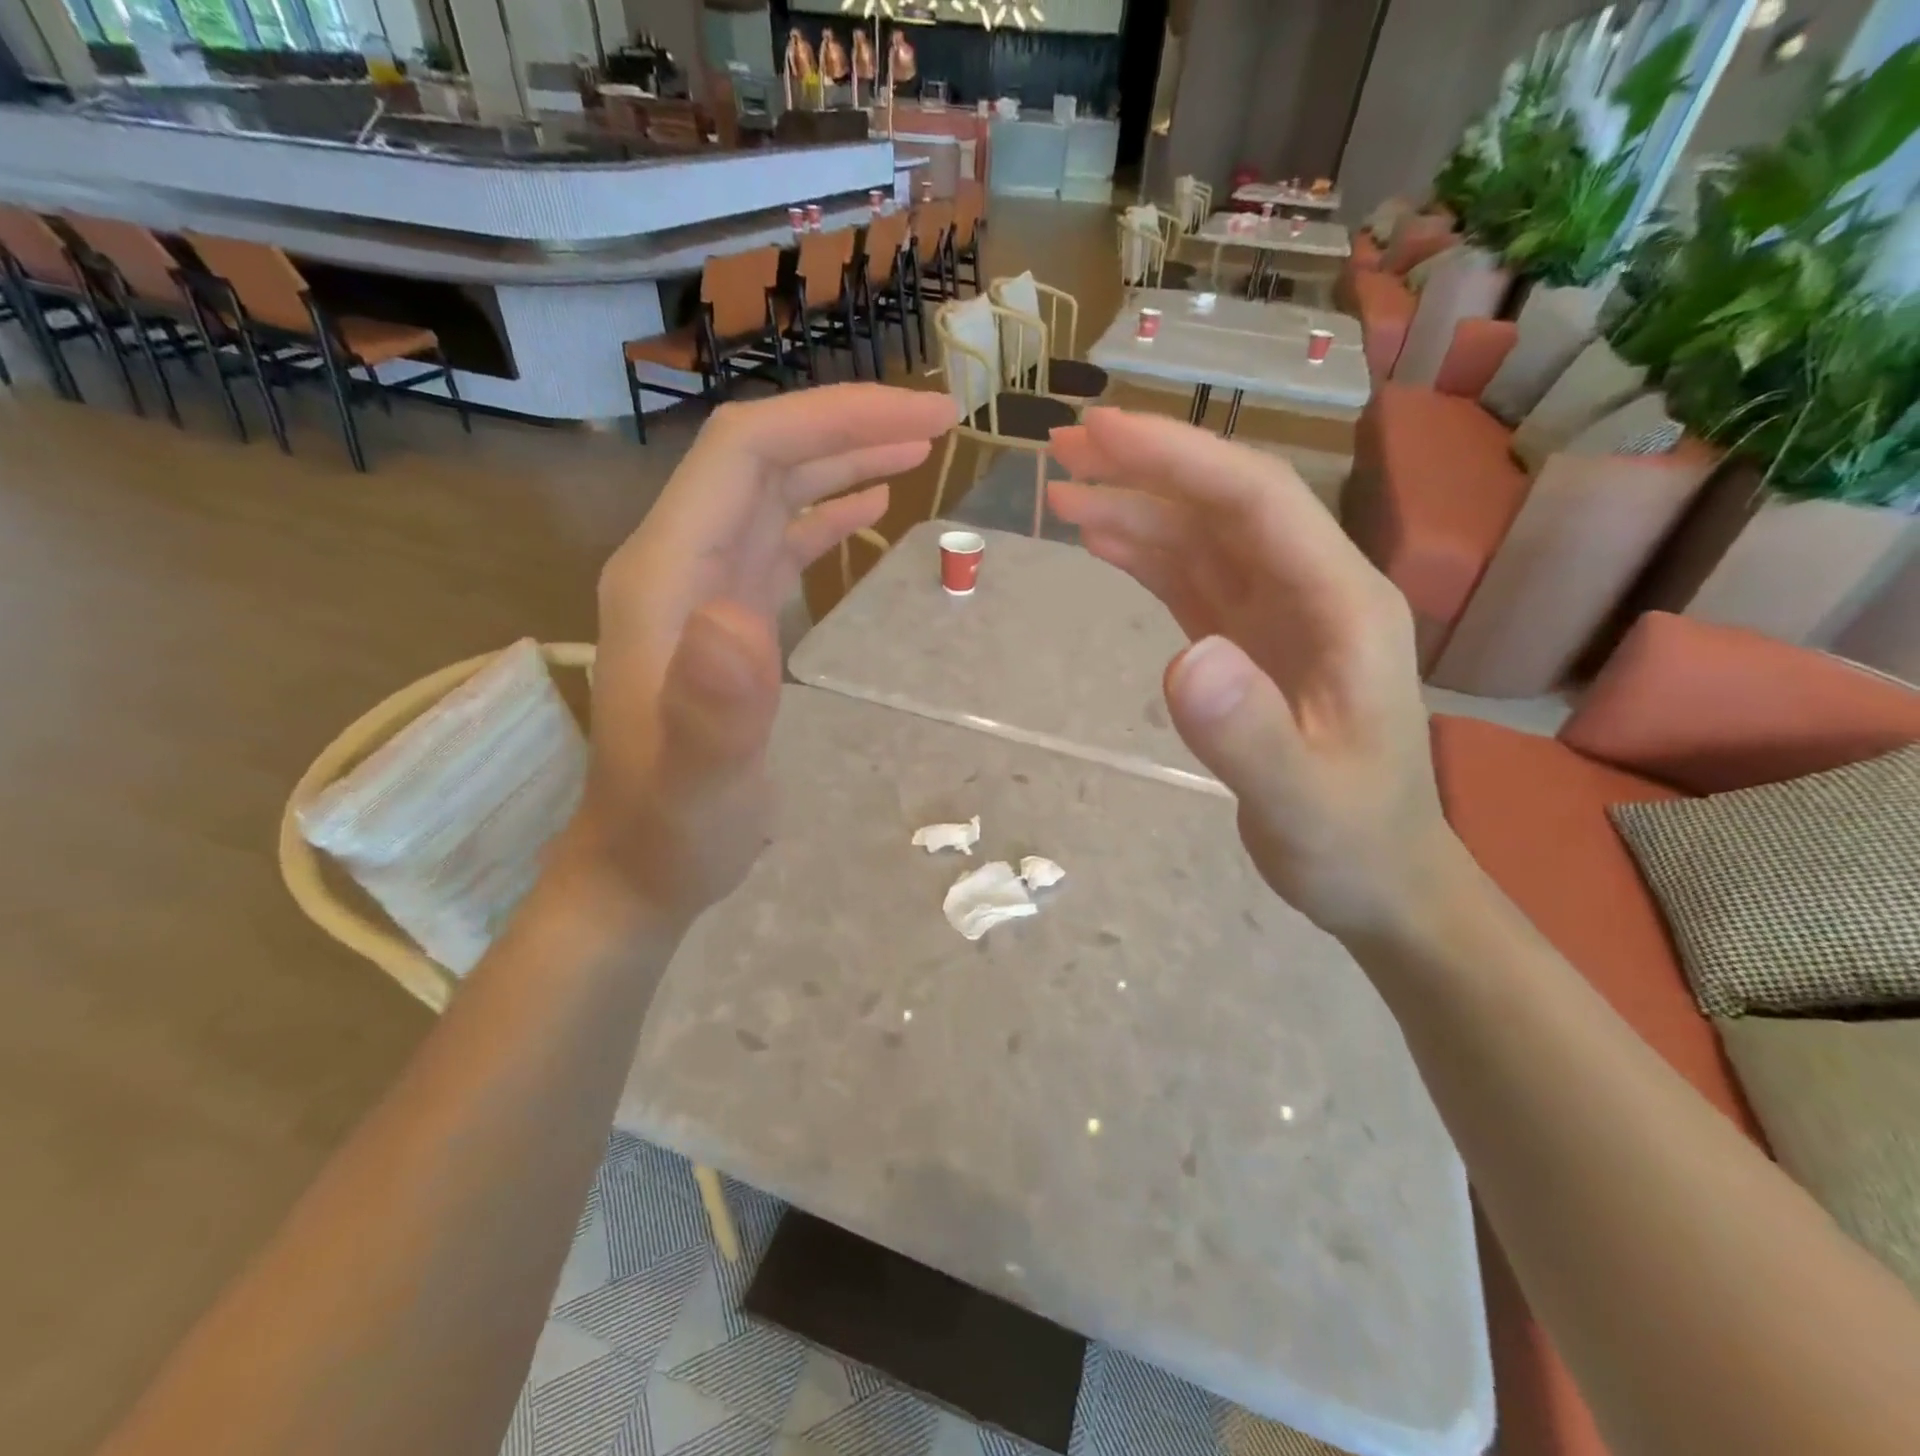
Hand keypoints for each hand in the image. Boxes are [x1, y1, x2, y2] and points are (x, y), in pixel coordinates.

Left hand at [572, 386, 958, 928]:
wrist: (641, 864)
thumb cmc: (674, 828)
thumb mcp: (699, 782)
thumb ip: (713, 705)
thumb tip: (742, 616)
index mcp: (665, 576)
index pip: (746, 453)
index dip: (833, 420)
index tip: (923, 417)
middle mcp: (677, 563)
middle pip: (761, 456)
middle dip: (848, 425)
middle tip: (939, 420)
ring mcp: (699, 588)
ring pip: (772, 491)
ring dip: (841, 460)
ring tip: (916, 449)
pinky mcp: (724, 617)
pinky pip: (777, 540)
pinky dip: (825, 513)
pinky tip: (868, 508)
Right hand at [1048, 408, 1459, 941]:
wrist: (1379, 879)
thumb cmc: (1352, 842)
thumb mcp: (1303, 802)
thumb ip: (1250, 736)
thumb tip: (1185, 660)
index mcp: (1344, 605)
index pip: (1257, 502)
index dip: (1180, 460)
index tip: (1103, 434)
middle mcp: (1313, 591)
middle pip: (1224, 505)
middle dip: (1146, 469)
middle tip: (1065, 445)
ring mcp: (1278, 617)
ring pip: (1201, 538)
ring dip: (1135, 508)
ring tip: (1064, 491)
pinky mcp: (1248, 645)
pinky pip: (1191, 583)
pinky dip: (1145, 556)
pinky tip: (1101, 541)